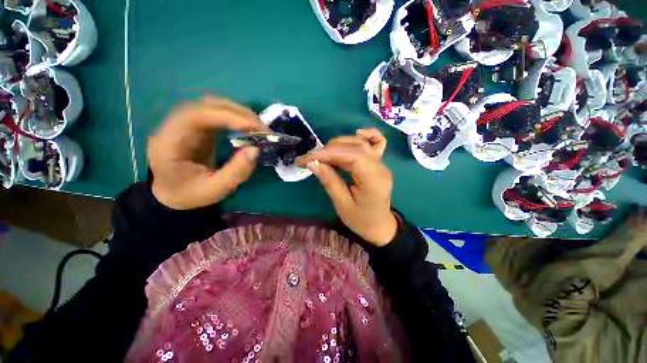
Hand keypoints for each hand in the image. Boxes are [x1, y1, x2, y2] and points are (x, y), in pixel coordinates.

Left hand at [148, 97, 264, 209]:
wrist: (171, 194)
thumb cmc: (189, 194)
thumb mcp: (214, 191)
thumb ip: (236, 172)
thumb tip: (256, 149)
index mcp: (169, 143)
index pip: (196, 116)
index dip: (227, 117)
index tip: (254, 127)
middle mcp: (174, 126)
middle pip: (205, 106)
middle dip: (238, 113)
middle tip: (262, 128)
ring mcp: (185, 124)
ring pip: (212, 106)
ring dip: (239, 113)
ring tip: (258, 128)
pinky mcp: (196, 127)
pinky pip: (217, 114)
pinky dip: (236, 118)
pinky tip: (248, 128)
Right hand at [297, 128, 397, 245]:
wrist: (380, 226)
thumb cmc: (361, 220)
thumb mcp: (342, 204)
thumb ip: (329, 181)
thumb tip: (313, 163)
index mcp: (373, 180)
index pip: (351, 156)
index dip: (328, 154)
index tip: (307, 158)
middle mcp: (380, 167)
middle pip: (355, 147)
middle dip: (329, 150)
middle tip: (311, 160)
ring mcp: (381, 163)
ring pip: (361, 143)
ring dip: (339, 145)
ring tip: (323, 155)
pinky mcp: (379, 163)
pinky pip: (376, 143)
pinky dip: (366, 136)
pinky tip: (356, 134)